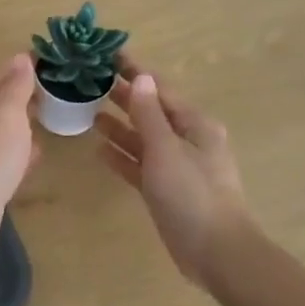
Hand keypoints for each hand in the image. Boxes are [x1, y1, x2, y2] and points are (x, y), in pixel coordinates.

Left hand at [0, 54, 40, 261]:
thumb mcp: (7, 114)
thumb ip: (15, 87)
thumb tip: (20, 57)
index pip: (0, 76)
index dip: (22, 66)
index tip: (49, 59)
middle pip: (0, 103)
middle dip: (24, 95)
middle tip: (56, 87)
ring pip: (4, 131)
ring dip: (24, 124)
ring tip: (51, 116)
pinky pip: (8, 158)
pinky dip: (22, 153)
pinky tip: (38, 155)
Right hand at [95, 55, 252, 285]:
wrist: (216, 251)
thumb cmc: (192, 194)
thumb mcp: (166, 150)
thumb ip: (150, 115)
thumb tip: (142, 78)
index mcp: (195, 125)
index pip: (160, 90)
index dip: (136, 72)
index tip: (110, 54)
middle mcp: (187, 141)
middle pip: (151, 112)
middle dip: (124, 97)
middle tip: (91, 81)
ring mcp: (176, 167)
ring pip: (143, 139)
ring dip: (119, 126)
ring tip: (88, 112)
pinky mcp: (166, 190)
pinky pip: (140, 165)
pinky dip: (122, 157)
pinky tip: (99, 150)